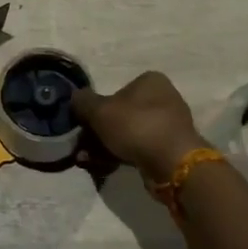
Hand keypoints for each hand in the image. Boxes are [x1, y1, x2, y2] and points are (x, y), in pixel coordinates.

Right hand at [73, 71, 205, 178]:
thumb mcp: (99, 110)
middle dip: (98, 132)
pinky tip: (103, 167)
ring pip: (128, 134)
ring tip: (86, 161)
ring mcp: (168, 125)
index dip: (97, 107)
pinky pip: (139, 149)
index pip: (117, 89)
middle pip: (121, 114)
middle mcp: (163, 98)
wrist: (172, 163)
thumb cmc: (136, 126)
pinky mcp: (170, 150)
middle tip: (81, 146)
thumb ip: (83, 101)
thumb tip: (75, 98)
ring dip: (105, 146)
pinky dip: (120, 156)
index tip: (83, 124)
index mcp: (150, 81)